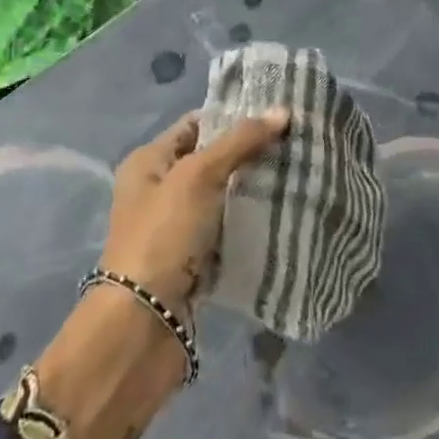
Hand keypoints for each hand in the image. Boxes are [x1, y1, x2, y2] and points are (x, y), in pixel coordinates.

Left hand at [100, 107, 289, 318]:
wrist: (141, 327)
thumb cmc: (163, 236)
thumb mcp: (199, 176)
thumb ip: (240, 142)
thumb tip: (283, 110)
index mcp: (148, 162)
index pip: (196, 124)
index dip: (233, 116)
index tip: (277, 114)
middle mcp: (158, 190)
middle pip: (212, 160)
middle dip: (250, 153)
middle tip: (295, 143)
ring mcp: (175, 228)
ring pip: (223, 197)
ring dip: (253, 190)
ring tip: (297, 173)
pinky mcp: (192, 261)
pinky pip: (227, 231)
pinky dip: (249, 224)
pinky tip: (283, 214)